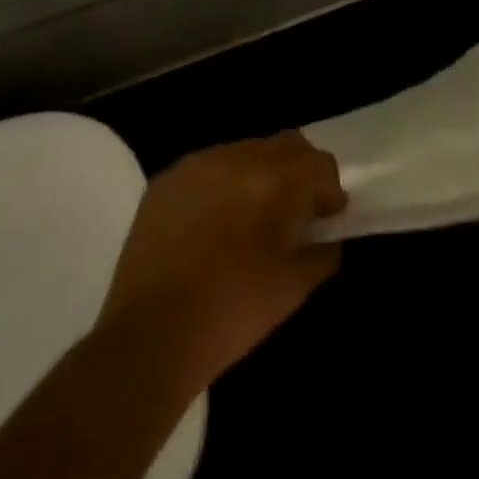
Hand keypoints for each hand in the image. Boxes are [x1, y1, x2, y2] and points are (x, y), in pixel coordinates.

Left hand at [99, 132, 346, 393]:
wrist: (148, 333)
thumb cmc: (230, 313)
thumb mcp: (292, 289)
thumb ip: (321, 253)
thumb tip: (327, 237)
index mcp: (270, 182)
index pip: (317, 163)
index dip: (329, 189)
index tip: (327, 218)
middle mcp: (233, 160)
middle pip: (284, 145)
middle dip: (300, 171)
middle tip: (299, 210)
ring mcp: (194, 166)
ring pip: (245, 150)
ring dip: (262, 173)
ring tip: (256, 215)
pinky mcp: (165, 181)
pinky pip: (209, 165)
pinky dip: (225, 182)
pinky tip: (218, 219)